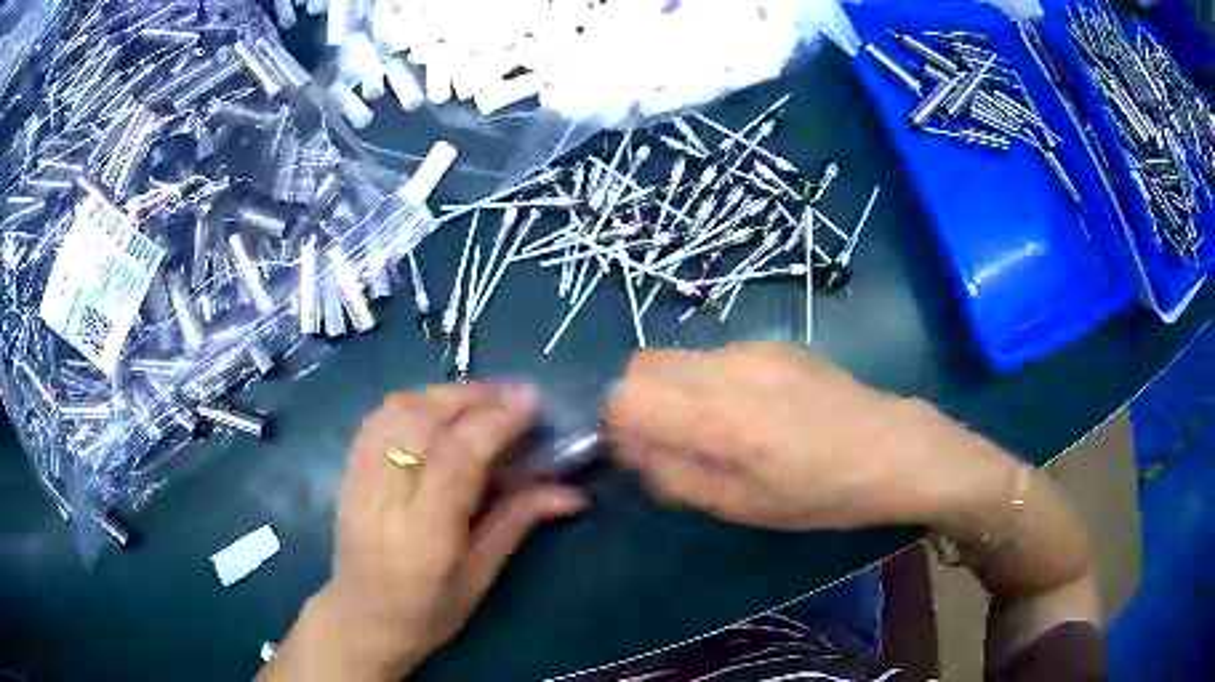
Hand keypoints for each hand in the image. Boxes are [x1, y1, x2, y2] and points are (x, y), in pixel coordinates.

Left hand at [263, 384, 586, 681]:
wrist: (361, 618)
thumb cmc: (428, 610)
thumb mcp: (480, 576)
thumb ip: (518, 522)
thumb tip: (573, 492)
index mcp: (424, 531)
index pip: (458, 456)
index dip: (496, 421)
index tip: (533, 400)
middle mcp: (386, 494)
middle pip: (425, 419)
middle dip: (474, 397)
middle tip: (514, 397)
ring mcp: (361, 476)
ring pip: (398, 409)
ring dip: (444, 395)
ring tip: (479, 403)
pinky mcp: (349, 469)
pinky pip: (378, 417)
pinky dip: (413, 403)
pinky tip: (436, 413)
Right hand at [605, 343, 1016, 531]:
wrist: (894, 448)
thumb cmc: (821, 493)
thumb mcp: (743, 506)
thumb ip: (675, 476)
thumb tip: (633, 451)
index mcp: (718, 415)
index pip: (625, 395)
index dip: (617, 425)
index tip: (638, 453)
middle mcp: (727, 367)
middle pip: (642, 366)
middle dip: (638, 403)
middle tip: (668, 443)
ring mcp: (753, 349)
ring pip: (678, 358)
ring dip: (673, 392)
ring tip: (714, 430)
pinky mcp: (775, 344)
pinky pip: (714, 356)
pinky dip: (705, 381)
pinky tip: (750, 412)